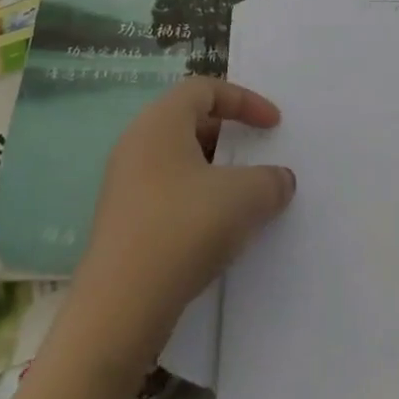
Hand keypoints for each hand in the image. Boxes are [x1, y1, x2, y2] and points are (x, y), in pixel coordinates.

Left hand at [70, 78, 295, 361]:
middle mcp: (137, 142)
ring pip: (178, 160)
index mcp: (161, 120)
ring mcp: (124, 183)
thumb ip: (270, 180)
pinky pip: (166, 192)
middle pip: (189, 120)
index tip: (274, 125)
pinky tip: (214, 230)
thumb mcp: (243, 198)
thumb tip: (280, 179)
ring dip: (213, 171)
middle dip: (228, 134)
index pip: (205, 88)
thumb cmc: (182, 229)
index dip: (244, 100)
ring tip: (241, 196)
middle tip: (256, 154)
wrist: (119, 309)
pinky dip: (195, 198)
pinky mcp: (121, 221)